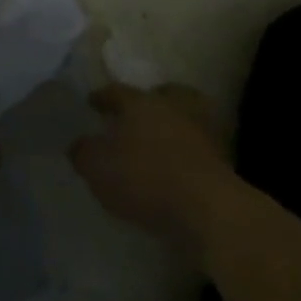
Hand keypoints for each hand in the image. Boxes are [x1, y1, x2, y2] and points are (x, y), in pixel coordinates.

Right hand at [69, 84, 235, 255]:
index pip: (117, 91)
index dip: (102, 97)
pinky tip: (177, 165)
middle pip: (160, 94)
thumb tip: (78, 144)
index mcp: (141, 102)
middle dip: (148, 101)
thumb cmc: (145, 178)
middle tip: (135, 114)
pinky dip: (188, 150)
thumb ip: (84, 153)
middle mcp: (172, 107)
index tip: (92, 101)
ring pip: (184, 116)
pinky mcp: (221, 158)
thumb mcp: (98, 168)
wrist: (207, 208)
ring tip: (158, 141)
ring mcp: (201, 130)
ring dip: (172, 124)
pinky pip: (198, 145)